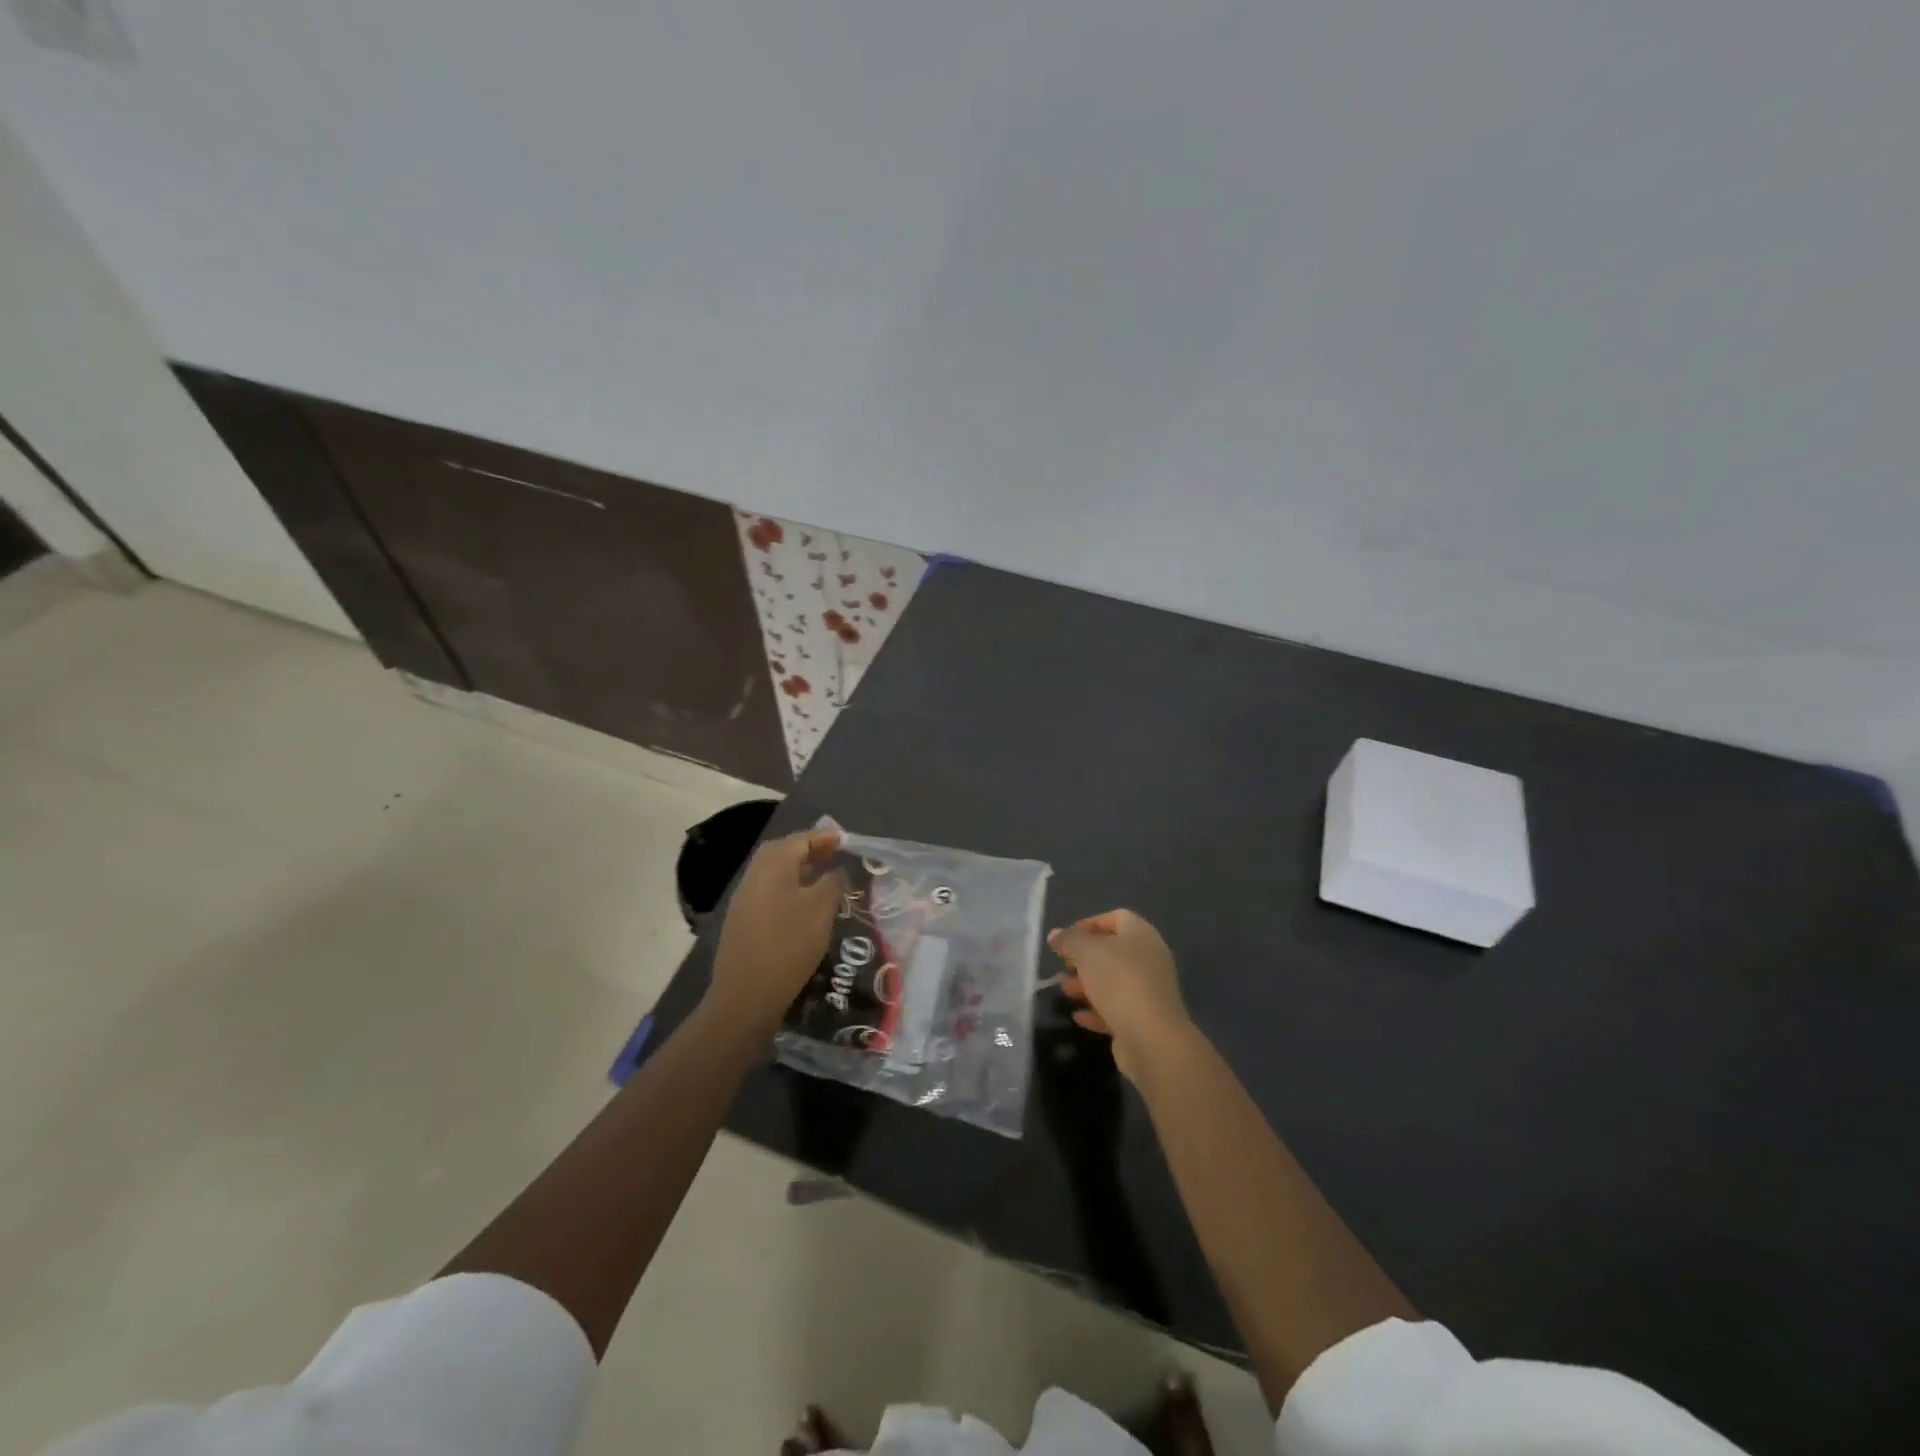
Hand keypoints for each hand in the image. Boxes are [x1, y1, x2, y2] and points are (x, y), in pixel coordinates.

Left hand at [706, 828, 845, 1033]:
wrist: (746, 996)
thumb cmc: (788, 945)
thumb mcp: (821, 910)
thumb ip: (833, 882)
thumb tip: (836, 871)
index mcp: (772, 866)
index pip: (800, 840)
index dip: (824, 837)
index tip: (846, 839)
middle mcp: (754, 876)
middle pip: (783, 852)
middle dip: (809, 851)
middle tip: (834, 856)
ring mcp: (745, 900)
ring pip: (775, 874)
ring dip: (800, 871)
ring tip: (825, 879)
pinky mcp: (743, 922)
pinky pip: (770, 893)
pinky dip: (790, 890)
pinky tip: (806, 907)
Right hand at [1048, 910, 1190, 1081]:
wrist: (1152, 1038)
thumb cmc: (1119, 981)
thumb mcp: (1087, 952)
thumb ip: (1069, 940)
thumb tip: (1055, 934)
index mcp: (1141, 935)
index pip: (1117, 917)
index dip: (1089, 924)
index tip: (1066, 938)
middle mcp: (1149, 959)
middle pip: (1113, 951)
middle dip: (1085, 958)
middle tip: (1063, 966)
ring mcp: (1149, 991)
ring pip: (1113, 981)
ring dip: (1087, 985)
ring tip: (1064, 991)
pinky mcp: (1144, 1019)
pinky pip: (1117, 1009)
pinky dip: (1097, 1010)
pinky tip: (1078, 1017)